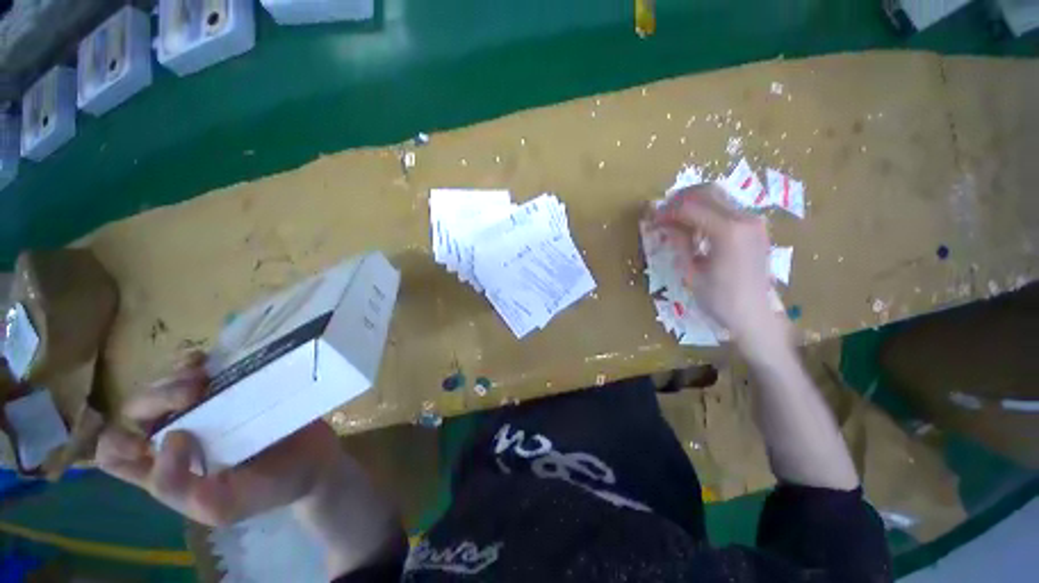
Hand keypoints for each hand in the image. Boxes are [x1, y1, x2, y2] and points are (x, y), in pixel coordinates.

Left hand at [96, 352, 343, 526]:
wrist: (314, 461)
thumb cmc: (269, 489)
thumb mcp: (220, 506)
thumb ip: (178, 488)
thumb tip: (170, 436)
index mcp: (165, 471)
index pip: (115, 455)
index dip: (119, 442)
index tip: (151, 438)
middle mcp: (174, 437)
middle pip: (136, 411)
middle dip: (155, 397)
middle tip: (193, 393)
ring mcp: (203, 410)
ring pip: (162, 384)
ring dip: (173, 377)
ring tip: (204, 377)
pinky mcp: (230, 389)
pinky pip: (197, 370)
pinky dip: (193, 362)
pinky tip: (207, 361)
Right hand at [651, 184, 786, 350]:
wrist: (756, 315)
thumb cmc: (720, 300)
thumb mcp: (691, 273)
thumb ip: (680, 243)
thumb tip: (664, 225)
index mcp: (728, 231)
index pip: (690, 207)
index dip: (666, 212)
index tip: (652, 221)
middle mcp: (744, 218)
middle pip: (706, 191)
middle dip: (678, 200)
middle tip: (661, 215)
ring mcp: (753, 220)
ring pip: (717, 195)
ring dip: (692, 203)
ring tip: (674, 220)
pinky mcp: (755, 226)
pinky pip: (726, 206)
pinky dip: (705, 210)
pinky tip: (694, 227)